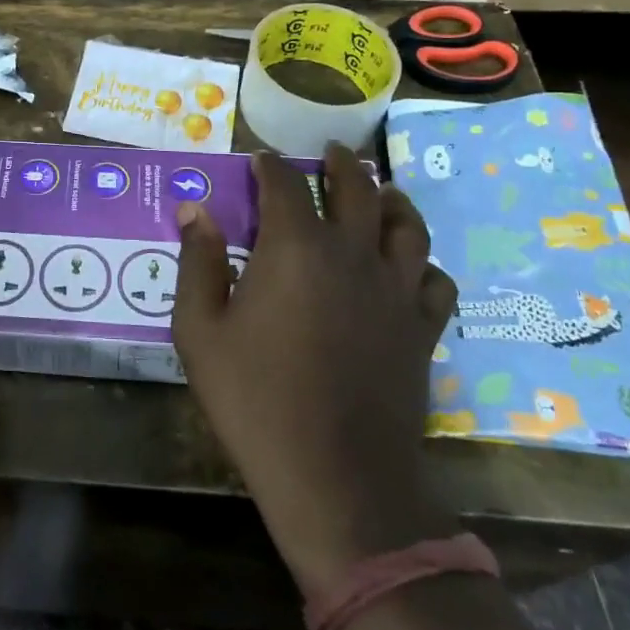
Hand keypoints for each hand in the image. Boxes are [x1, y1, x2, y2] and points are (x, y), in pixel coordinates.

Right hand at [173, 146, 459, 594]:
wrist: (336, 476)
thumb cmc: (256, 400)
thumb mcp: (201, 331)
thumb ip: (198, 263)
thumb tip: (195, 210)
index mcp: (296, 248)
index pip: (285, 186)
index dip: (270, 167)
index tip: (260, 160)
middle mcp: (352, 254)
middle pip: (356, 190)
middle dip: (340, 165)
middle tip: (331, 152)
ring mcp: (395, 290)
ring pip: (407, 225)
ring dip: (392, 199)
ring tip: (383, 190)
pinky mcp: (422, 328)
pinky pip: (435, 279)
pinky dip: (423, 262)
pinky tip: (411, 265)